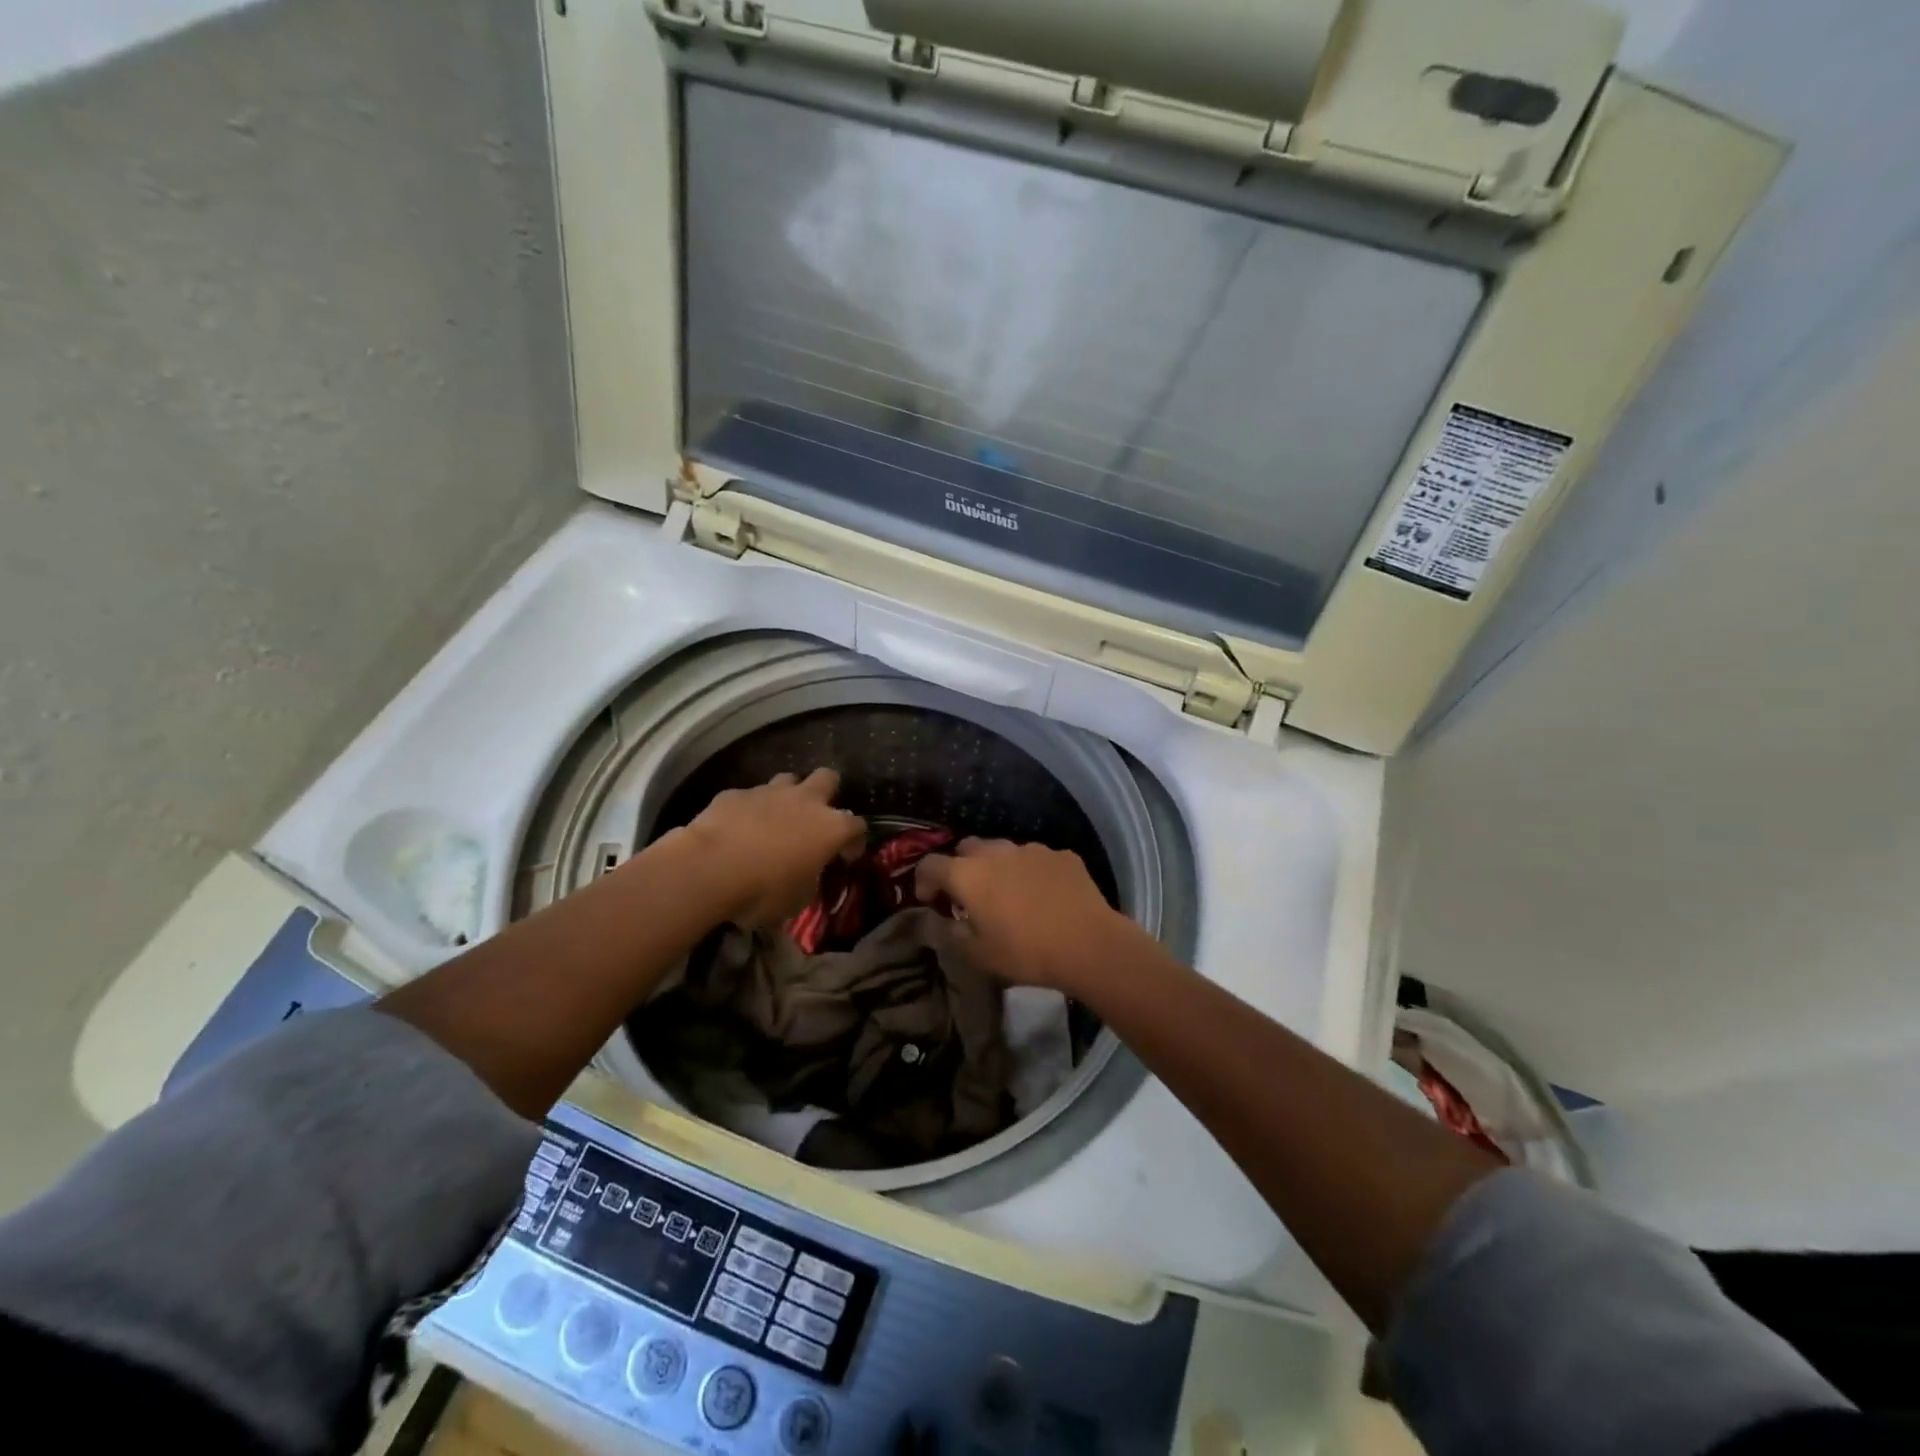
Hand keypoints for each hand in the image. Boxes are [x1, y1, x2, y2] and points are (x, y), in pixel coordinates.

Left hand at [683, 769, 866, 927]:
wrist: (709, 869)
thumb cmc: (763, 891)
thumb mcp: (797, 899)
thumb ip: (809, 879)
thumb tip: (805, 875)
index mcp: (830, 828)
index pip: (857, 826)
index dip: (854, 840)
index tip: (845, 856)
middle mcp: (805, 801)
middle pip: (828, 778)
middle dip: (826, 792)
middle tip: (816, 817)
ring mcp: (769, 792)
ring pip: (788, 780)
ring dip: (787, 796)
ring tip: (777, 818)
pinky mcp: (736, 793)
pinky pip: (749, 796)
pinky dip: (749, 810)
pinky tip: (738, 828)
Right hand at [914, 839, 1149, 992]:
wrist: (1088, 944)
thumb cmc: (1024, 952)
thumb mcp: (977, 954)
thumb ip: (948, 933)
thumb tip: (933, 921)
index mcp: (968, 874)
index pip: (930, 864)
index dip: (923, 880)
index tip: (929, 901)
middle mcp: (996, 852)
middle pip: (966, 848)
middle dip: (961, 868)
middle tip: (967, 896)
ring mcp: (1031, 849)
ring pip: (1003, 851)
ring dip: (997, 868)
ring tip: (1008, 895)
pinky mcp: (1061, 855)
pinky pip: (1036, 859)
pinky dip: (1030, 873)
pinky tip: (1043, 896)